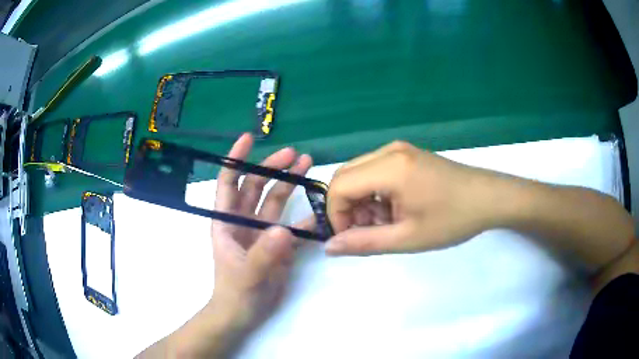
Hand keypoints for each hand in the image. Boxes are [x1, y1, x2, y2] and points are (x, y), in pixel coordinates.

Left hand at [210, 133, 311, 336]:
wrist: (243, 314)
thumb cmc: (235, 293)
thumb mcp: (246, 275)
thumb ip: (263, 254)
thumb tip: (283, 231)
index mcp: (226, 221)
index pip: (229, 182)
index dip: (236, 159)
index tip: (249, 139)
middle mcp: (243, 221)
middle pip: (257, 186)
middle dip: (273, 167)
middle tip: (295, 154)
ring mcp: (262, 232)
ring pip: (276, 201)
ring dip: (290, 183)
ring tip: (308, 164)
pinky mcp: (278, 244)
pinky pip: (293, 224)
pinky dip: (306, 215)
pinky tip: (321, 206)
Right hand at [325, 141, 508, 254]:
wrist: (489, 198)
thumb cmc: (453, 220)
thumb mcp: (408, 238)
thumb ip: (364, 242)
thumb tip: (329, 246)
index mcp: (389, 168)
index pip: (339, 187)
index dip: (336, 215)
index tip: (350, 238)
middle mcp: (389, 151)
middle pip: (345, 176)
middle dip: (347, 207)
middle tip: (367, 231)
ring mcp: (399, 149)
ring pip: (359, 173)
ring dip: (361, 200)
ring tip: (384, 223)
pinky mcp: (407, 154)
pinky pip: (375, 170)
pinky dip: (374, 192)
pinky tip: (394, 209)